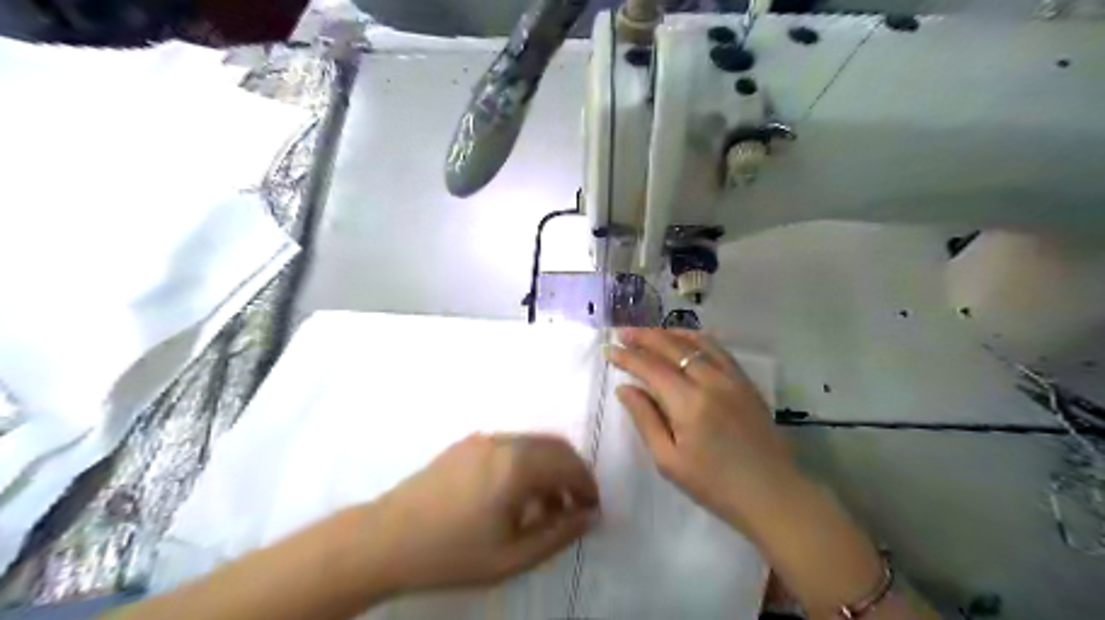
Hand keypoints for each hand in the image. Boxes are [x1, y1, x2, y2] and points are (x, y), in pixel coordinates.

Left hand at [366, 435, 595, 593]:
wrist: (385, 539)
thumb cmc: (450, 554)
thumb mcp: (511, 557)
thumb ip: (558, 534)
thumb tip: (589, 517)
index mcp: (517, 466)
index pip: (569, 464)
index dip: (587, 485)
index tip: (592, 509)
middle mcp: (503, 442)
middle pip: (554, 446)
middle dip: (571, 473)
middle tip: (574, 507)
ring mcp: (483, 439)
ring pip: (532, 444)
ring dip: (548, 468)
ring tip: (546, 506)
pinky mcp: (466, 444)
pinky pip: (510, 446)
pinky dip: (526, 463)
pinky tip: (516, 495)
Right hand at [609, 327, 799, 534]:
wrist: (772, 494)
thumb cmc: (714, 485)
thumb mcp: (669, 460)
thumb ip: (645, 419)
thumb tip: (624, 389)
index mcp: (688, 403)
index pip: (650, 368)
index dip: (627, 357)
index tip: (609, 350)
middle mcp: (710, 381)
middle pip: (671, 347)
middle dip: (643, 337)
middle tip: (622, 332)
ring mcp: (732, 378)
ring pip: (696, 342)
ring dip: (668, 333)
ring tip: (648, 332)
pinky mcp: (745, 381)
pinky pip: (718, 349)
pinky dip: (697, 339)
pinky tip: (685, 338)